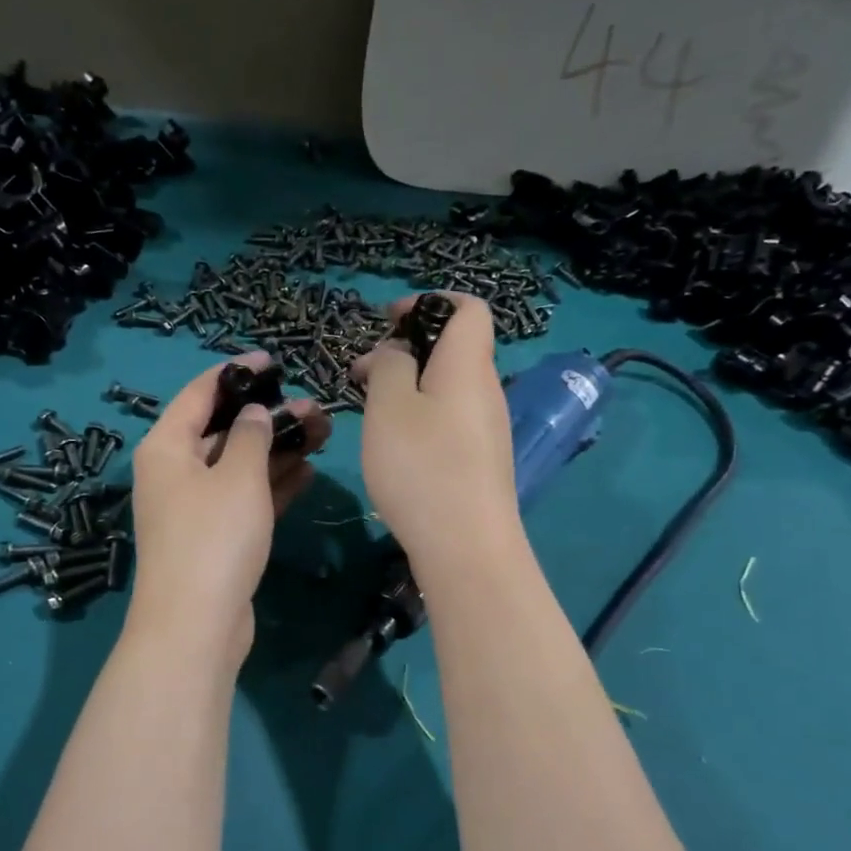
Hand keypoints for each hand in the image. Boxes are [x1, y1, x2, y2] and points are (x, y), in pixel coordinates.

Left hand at [127, 352, 330, 669]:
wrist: (196, 625)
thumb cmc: (214, 537)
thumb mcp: (238, 477)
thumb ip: (252, 436)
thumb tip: (255, 413)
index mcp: (166, 447)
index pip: (200, 393)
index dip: (236, 372)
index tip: (273, 359)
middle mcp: (175, 472)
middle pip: (224, 430)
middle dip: (268, 416)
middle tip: (315, 407)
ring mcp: (194, 507)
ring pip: (239, 466)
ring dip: (277, 449)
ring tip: (323, 433)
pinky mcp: (214, 537)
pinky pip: (244, 498)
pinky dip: (272, 484)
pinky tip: (307, 471)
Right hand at [354, 292, 522, 578]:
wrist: (466, 547)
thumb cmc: (422, 467)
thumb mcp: (389, 406)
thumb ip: (389, 366)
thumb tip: (396, 354)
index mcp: (468, 365)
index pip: (469, 308)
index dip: (429, 303)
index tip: (387, 322)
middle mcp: (486, 390)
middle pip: (453, 349)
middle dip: (406, 350)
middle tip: (363, 374)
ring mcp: (487, 429)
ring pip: (447, 387)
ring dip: (409, 386)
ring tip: (370, 410)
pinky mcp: (480, 461)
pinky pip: (449, 419)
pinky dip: (420, 416)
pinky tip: (393, 445)